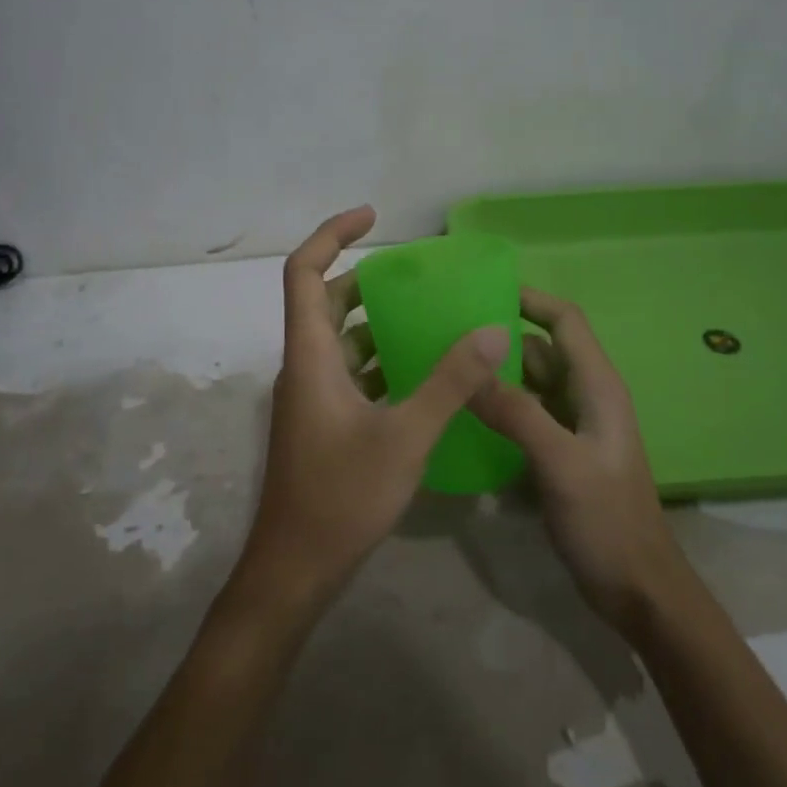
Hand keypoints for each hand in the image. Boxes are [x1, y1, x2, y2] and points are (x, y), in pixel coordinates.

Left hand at [228, 206, 512, 618]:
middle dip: (364, 279)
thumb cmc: (342, 498)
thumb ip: (450, 383)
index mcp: (310, 356)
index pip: (303, 273)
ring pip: (339, 341)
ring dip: (376, 322)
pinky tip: (423, 375)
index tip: (372, 216)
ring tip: (429, 317)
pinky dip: (380, 360)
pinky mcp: (322, 423)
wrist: (295, 570)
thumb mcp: (406, 437)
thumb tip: (492, 329)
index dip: (331, 235)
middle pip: (324, 302)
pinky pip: (350, 373)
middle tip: (416, 275)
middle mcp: (304, 367)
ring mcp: (310, 397)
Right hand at [470, 288, 686, 631]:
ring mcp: (572, 428)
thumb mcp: (561, 464)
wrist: (637, 589)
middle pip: (541, 350)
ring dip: (496, 373)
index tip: (482, 289)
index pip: (565, 322)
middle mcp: (585, 398)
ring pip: (530, 384)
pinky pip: (524, 416)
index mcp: (597, 387)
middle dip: (501, 337)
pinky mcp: (559, 454)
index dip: (531, 299)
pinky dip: (498, 407)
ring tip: (446, 367)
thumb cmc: (608, 521)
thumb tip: (470, 368)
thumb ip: (517, 414)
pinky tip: (463, 415)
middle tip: (447, 331)